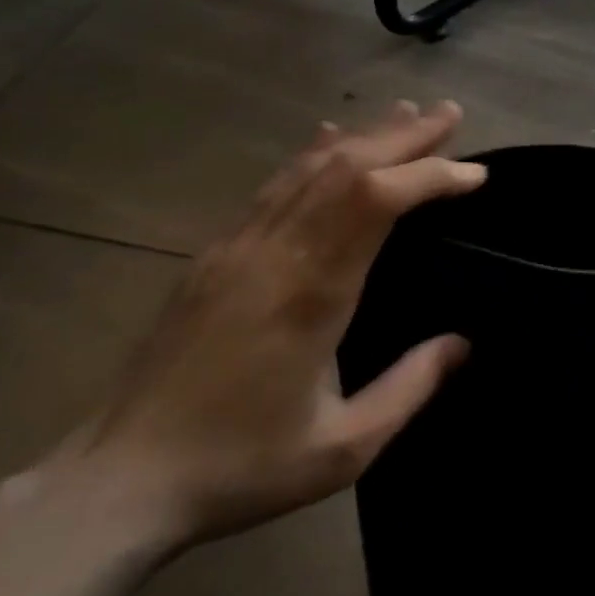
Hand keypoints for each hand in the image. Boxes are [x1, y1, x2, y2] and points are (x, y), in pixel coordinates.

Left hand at [74, 100, 485, 548]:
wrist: (119, 483)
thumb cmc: (241, 465)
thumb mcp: (343, 448)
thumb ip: (410, 388)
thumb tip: (463, 343)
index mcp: (312, 291)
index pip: (379, 200)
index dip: (432, 176)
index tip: (475, 174)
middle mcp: (276, 251)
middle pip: (349, 167)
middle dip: (405, 136)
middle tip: (450, 113)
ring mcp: (240, 246)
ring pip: (310, 167)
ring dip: (364, 136)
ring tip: (405, 112)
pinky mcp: (216, 253)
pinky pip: (274, 185)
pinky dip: (310, 154)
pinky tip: (327, 137)